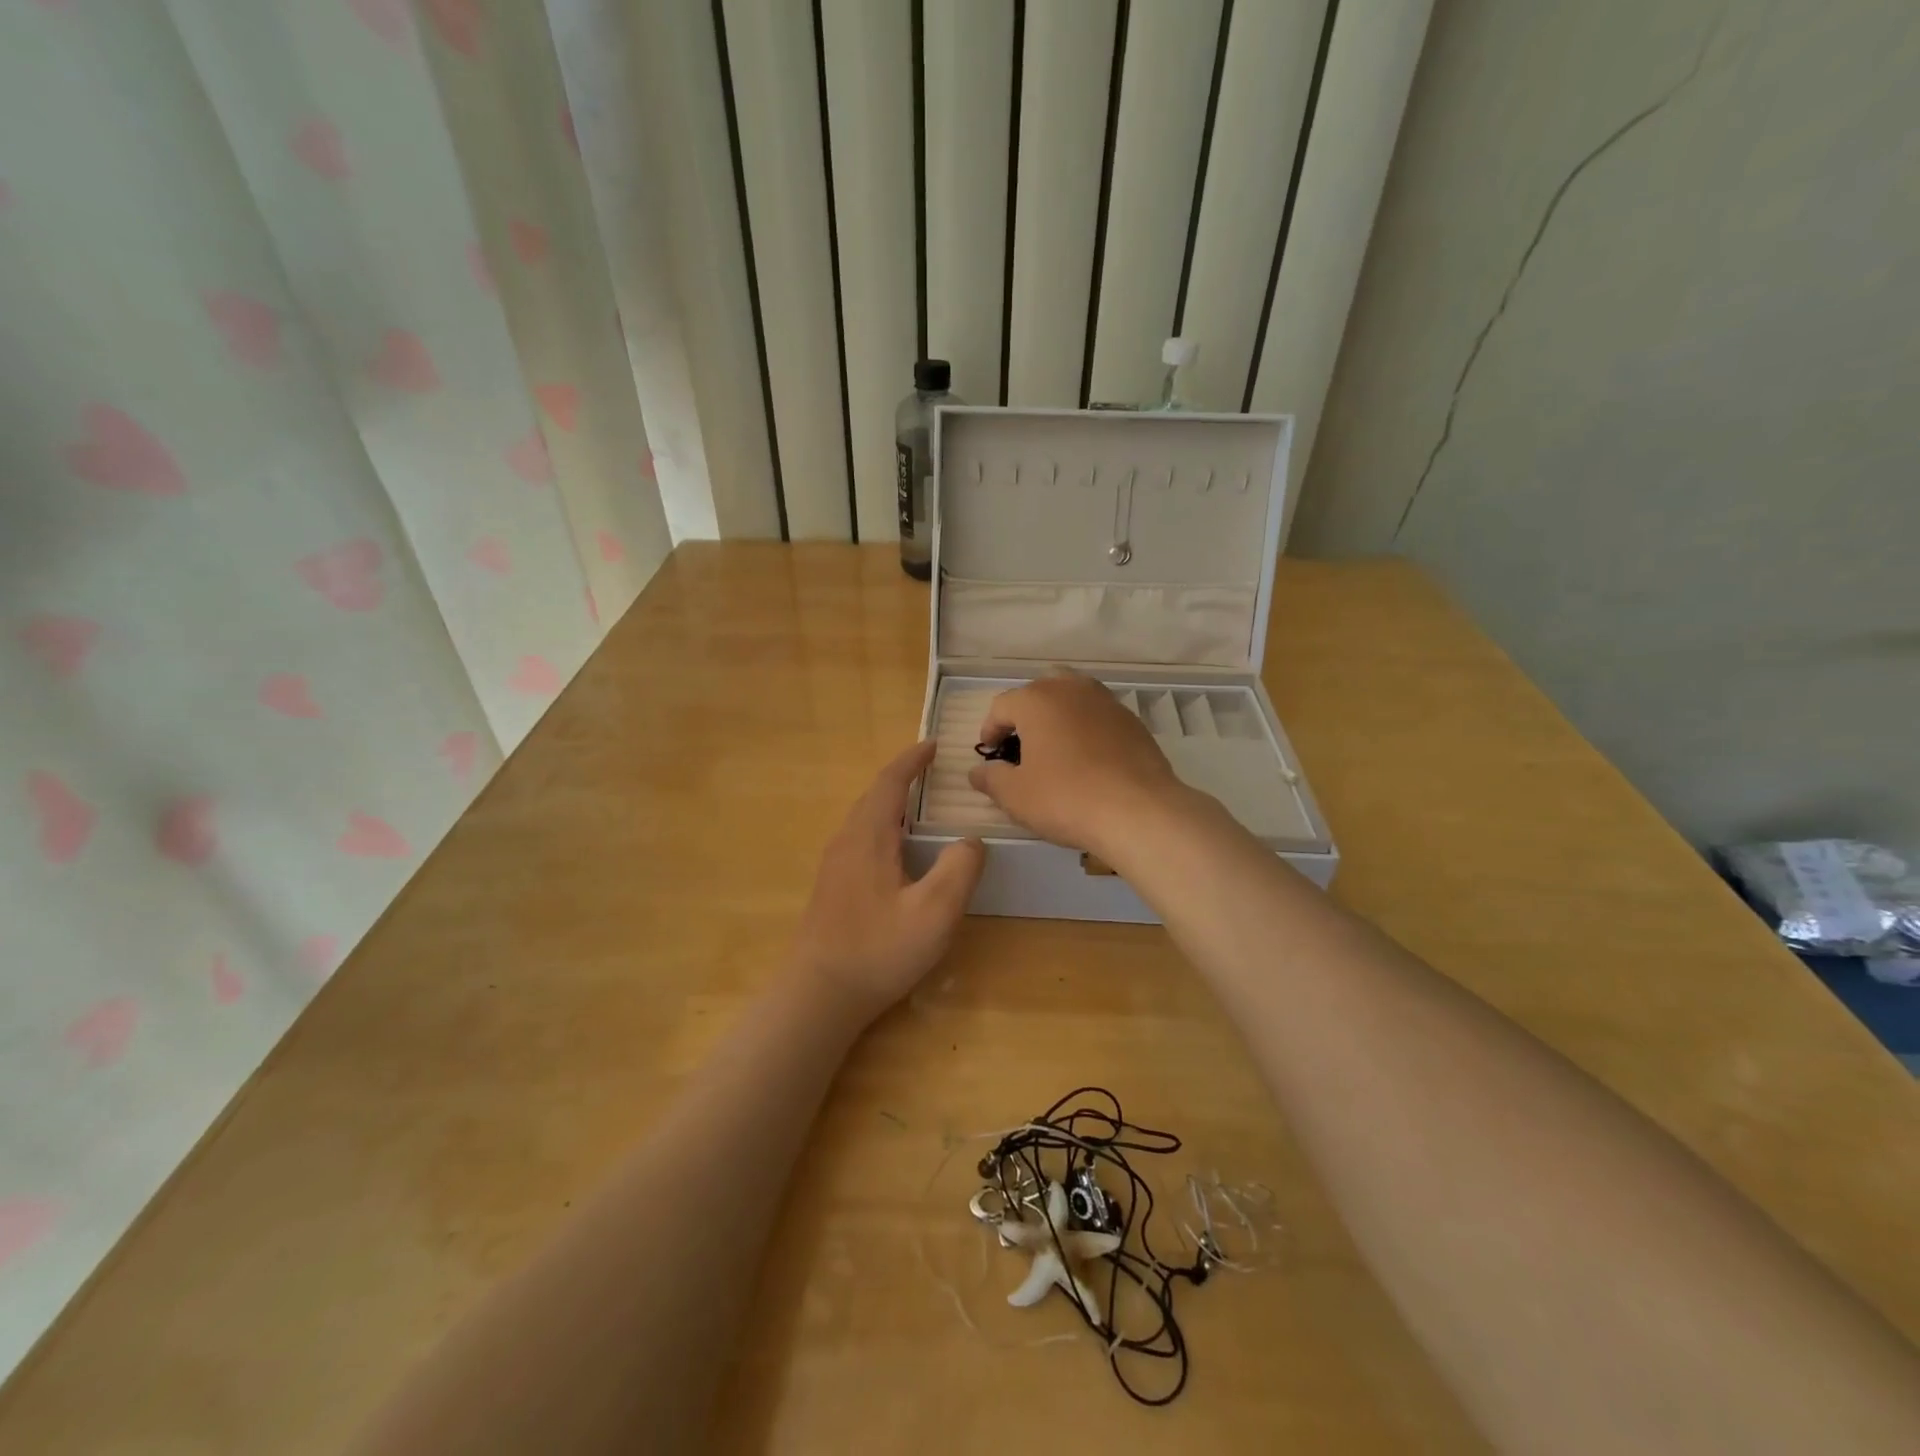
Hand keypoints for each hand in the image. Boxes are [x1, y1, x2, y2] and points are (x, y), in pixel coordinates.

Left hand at [790, 741, 984, 1018]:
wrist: (818, 994)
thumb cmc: (878, 950)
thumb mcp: (934, 913)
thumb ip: (959, 870)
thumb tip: (970, 840)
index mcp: (869, 837)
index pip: (890, 783)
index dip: (911, 760)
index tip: (932, 745)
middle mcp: (846, 841)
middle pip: (874, 796)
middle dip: (902, 778)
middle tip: (932, 772)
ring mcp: (834, 865)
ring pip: (865, 819)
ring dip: (891, 803)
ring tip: (920, 806)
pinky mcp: (832, 887)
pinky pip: (860, 839)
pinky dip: (883, 827)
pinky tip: (898, 852)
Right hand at [968, 672, 1191, 858]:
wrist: (1139, 811)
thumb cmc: (1066, 798)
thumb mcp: (1016, 796)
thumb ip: (991, 779)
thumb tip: (978, 772)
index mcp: (1037, 700)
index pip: (1002, 706)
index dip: (990, 729)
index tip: (990, 754)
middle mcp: (1071, 689)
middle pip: (1039, 691)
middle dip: (1025, 714)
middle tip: (1021, 746)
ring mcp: (1106, 702)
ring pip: (1073, 697)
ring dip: (1058, 716)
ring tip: (1054, 748)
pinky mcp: (1132, 721)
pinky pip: (1098, 716)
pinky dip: (1086, 729)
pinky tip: (1088, 759)